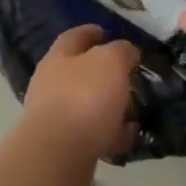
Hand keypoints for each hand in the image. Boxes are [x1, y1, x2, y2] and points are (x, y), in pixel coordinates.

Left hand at [21, 25, 139, 171]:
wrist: (59, 154)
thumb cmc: (84, 96)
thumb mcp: (111, 61)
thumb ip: (121, 51)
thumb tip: (126, 51)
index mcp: (59, 57)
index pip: (75, 36)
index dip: (92, 32)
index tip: (108, 32)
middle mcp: (51, 83)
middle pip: (80, 71)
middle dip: (104, 73)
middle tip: (129, 75)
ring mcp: (55, 116)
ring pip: (86, 104)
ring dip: (109, 106)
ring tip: (134, 110)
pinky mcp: (63, 145)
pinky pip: (92, 133)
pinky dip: (110, 133)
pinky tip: (128, 136)